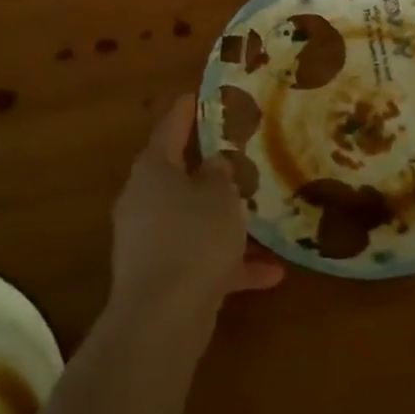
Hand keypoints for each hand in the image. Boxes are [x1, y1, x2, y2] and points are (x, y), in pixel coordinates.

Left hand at [110, 95, 283, 316]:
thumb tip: (214, 163)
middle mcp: (144, 200)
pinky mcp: (158, 278)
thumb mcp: (220, 196)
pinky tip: (270, 274)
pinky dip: (228, 264)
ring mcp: (148, 241)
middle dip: (208, 169)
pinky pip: (198, 259)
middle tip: (237, 154)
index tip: (198, 95)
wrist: (162, 318)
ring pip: (191, 220)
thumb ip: (221, 173)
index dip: (186, 110)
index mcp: (154, 170)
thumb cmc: (193, 238)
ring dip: (224, 221)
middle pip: (177, 176)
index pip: (169, 128)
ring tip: (261, 217)